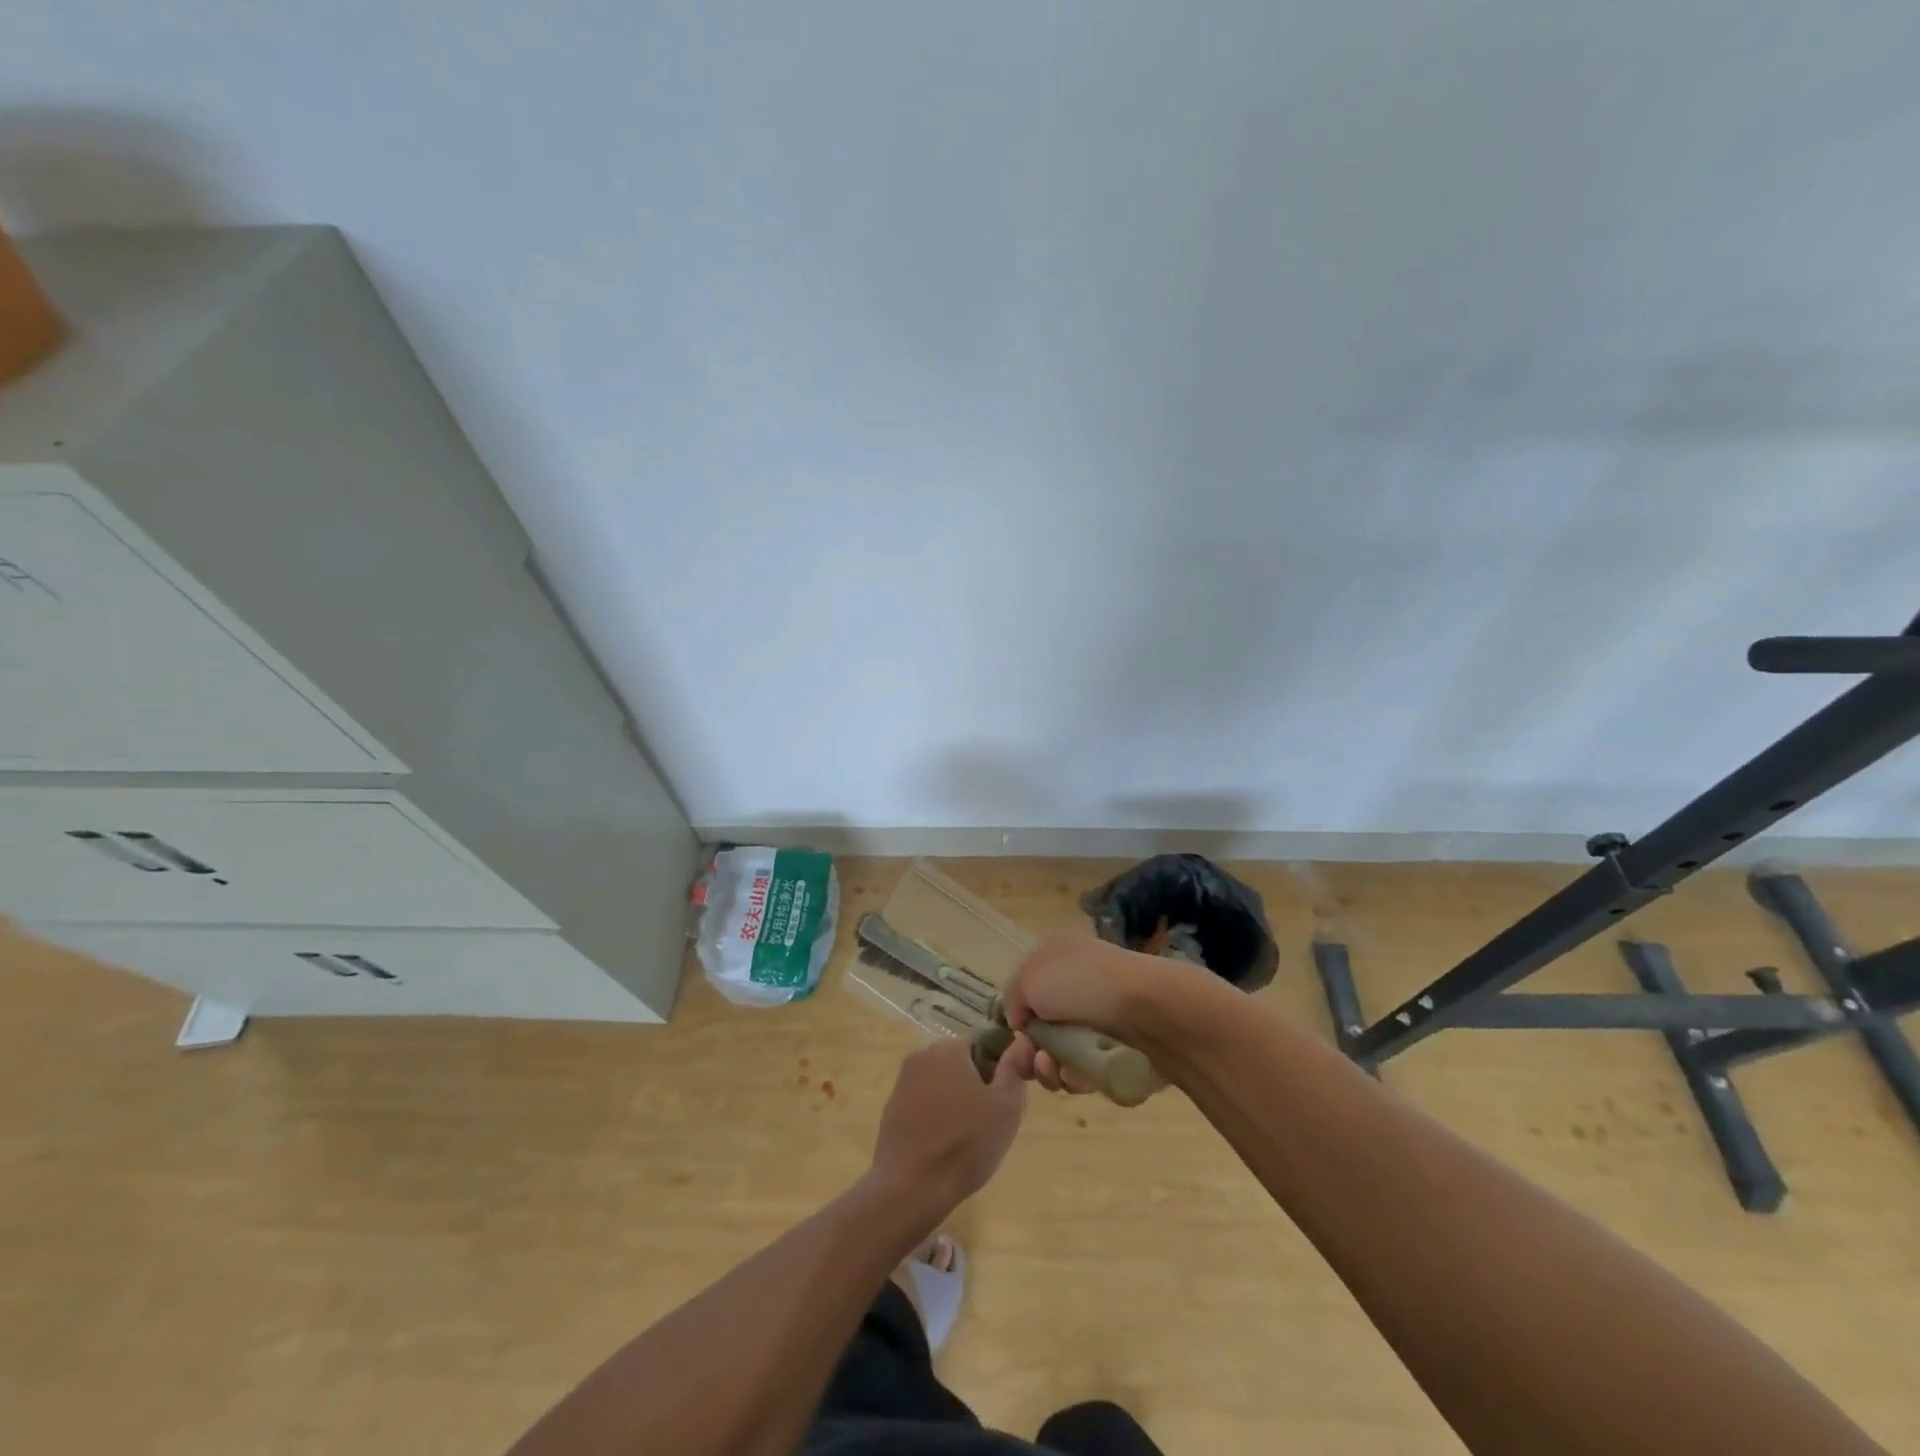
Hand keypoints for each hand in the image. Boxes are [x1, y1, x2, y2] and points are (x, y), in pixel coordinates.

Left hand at [870, 1040, 1025, 1210]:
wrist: (910, 1187)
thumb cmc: (965, 1144)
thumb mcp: (1005, 1107)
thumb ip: (1014, 1068)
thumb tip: (1021, 1041)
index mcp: (949, 1048)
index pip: (982, 1045)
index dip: (998, 1070)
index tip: (1002, 1100)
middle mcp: (922, 1055)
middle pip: (959, 1062)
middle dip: (975, 1084)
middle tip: (987, 1121)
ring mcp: (903, 1081)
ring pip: (941, 1082)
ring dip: (955, 1100)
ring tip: (965, 1137)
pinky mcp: (891, 1107)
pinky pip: (922, 1101)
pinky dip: (935, 1115)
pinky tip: (941, 1143)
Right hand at [1001, 935, 1211, 1093]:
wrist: (1150, 1008)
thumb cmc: (1082, 984)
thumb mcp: (1030, 979)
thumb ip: (1014, 999)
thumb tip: (1021, 1020)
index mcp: (1059, 956)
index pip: (1029, 988)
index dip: (1017, 1016)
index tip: (1013, 1038)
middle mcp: (1080, 982)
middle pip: (1044, 1025)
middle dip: (1031, 1050)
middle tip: (1031, 1063)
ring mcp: (1103, 1015)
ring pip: (1064, 1052)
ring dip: (1049, 1069)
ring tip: (1054, 1072)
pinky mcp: (1122, 1047)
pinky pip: (1090, 1069)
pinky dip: (1077, 1077)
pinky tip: (1076, 1078)